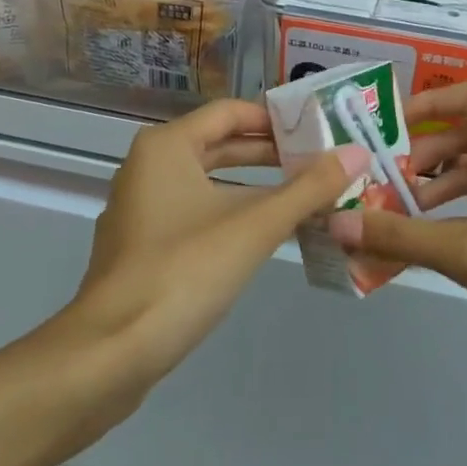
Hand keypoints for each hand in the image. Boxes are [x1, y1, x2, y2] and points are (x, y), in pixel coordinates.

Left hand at [74, 98, 366, 383]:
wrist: (110, 353)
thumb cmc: (183, 272)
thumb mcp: (254, 227)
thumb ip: (307, 189)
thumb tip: (356, 153)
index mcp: (166, 147)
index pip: (230, 112)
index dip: (276, 119)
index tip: (318, 131)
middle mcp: (148, 167)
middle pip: (219, 145)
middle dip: (270, 155)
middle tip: (320, 162)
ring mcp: (140, 209)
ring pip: (208, 183)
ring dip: (254, 188)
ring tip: (304, 196)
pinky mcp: (141, 247)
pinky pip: (194, 213)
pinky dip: (230, 214)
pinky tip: (264, 236)